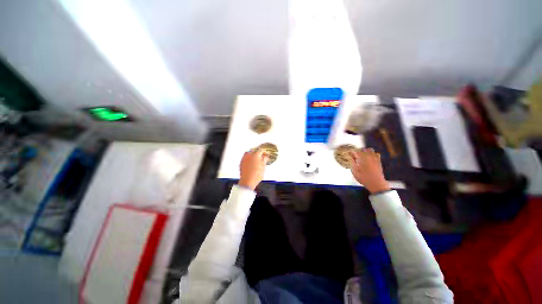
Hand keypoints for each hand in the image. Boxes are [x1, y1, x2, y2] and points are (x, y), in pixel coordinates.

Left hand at [239, 149, 268, 190]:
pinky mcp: (241, 162)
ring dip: (251, 154)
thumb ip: (264, 160)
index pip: (261, 150)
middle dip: (257, 152)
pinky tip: (250, 161)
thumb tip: (265, 157)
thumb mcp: (263, 167)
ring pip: (248, 153)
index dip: (264, 152)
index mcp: (256, 155)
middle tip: (261, 156)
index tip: (266, 154)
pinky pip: (245, 157)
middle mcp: (249, 155)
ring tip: (255, 158)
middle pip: (253, 150)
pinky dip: (248, 158)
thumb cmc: (256, 175)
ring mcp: (244, 158)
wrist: (247, 181)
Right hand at [350, 148, 389, 193]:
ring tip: (361, 156)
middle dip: (358, 151)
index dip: (351, 152)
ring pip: (370, 150)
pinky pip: (376, 154)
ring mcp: (375, 158)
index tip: (348, 154)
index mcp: (362, 157)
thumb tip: (351, 155)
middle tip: (354, 156)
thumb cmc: (363, 177)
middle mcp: (369, 155)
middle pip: (363, 149)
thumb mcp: (354, 170)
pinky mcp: (379, 161)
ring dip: (365, 151)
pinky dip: (372, 154)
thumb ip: (352, 161)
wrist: (376, 183)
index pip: (355, 151)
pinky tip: (369, 158)